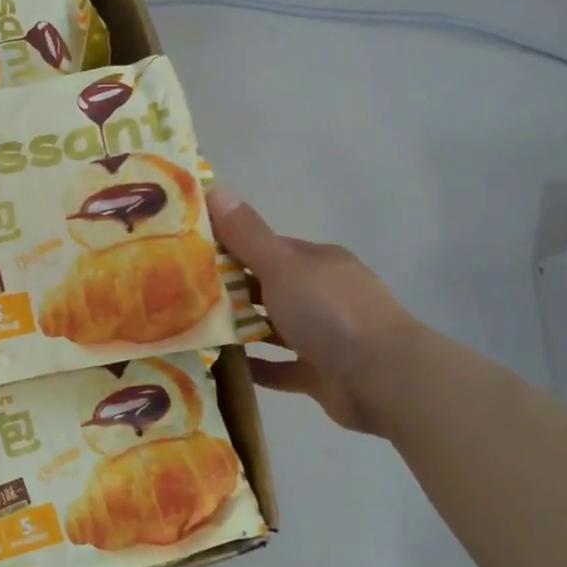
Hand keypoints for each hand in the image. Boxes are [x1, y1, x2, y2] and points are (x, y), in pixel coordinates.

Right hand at [208, 186, 424, 437]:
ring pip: (275, 327)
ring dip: (243, 328)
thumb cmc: (330, 312)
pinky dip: (258, 367)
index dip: (231, 248)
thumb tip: (216, 188)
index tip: (191, 255)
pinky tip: (227, 367)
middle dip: (232, 290)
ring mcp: (324, 335)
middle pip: (270, 287)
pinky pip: (282, 367)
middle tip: (184, 295)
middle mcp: (323, 294)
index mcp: (318, 262)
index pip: (268, 248)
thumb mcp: (282, 266)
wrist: (382, 378)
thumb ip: (247, 234)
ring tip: (196, 330)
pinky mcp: (321, 373)